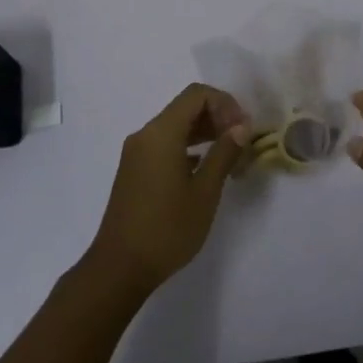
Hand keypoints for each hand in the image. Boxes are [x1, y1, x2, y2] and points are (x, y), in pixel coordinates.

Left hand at [85, 83, 252, 296]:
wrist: (119, 267)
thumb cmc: (167, 229)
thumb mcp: (204, 192)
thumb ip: (224, 153)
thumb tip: (241, 126)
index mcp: (161, 133)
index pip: (197, 95)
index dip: (225, 103)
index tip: (243, 129)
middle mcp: (146, 134)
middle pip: (185, 107)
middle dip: (217, 117)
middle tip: (241, 142)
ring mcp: (136, 152)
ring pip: (175, 126)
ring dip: (204, 132)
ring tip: (229, 155)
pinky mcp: (134, 170)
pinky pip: (164, 144)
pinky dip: (187, 147)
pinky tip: (204, 169)